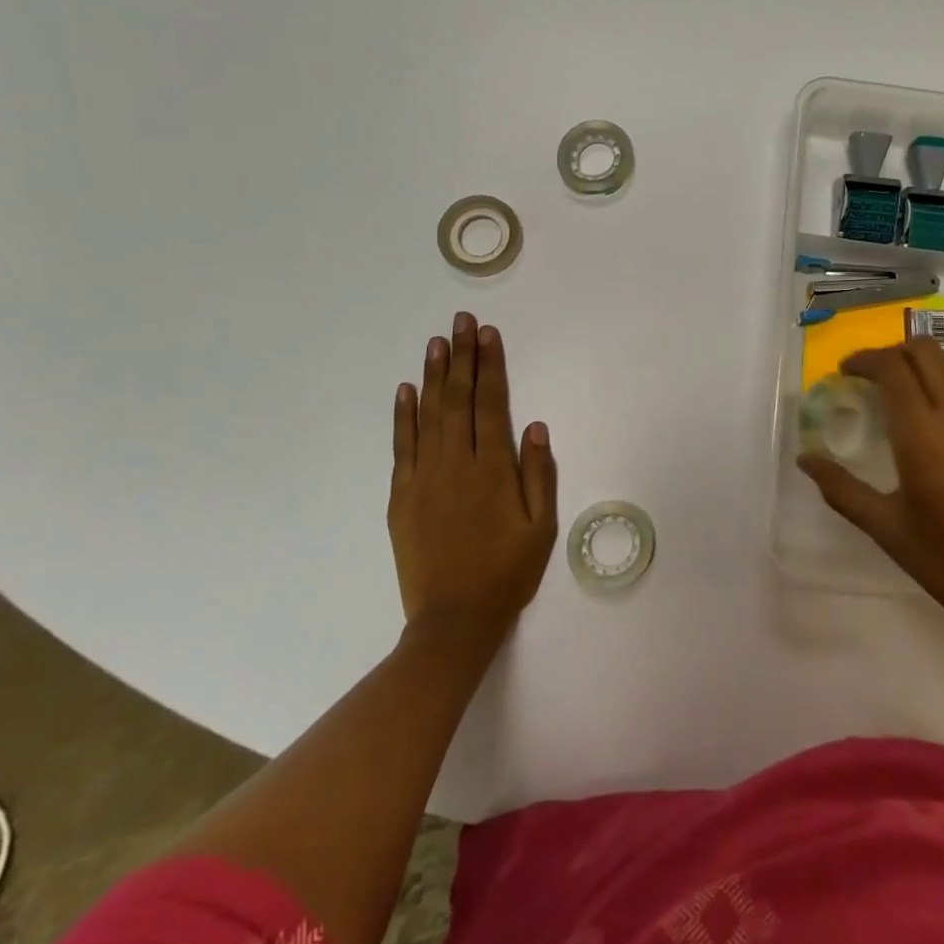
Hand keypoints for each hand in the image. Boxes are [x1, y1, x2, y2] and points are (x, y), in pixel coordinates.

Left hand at [389, 313, 556, 646]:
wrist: (453, 621)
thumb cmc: (507, 572)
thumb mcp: (541, 527)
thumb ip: (539, 474)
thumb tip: (535, 427)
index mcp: (493, 470)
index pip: (490, 404)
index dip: (490, 366)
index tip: (488, 334)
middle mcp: (456, 464)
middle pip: (458, 399)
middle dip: (461, 356)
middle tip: (462, 321)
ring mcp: (424, 478)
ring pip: (428, 415)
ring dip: (433, 375)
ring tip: (437, 342)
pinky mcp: (402, 496)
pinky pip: (402, 446)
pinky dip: (403, 416)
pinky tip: (405, 390)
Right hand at [797, 339, 943, 650]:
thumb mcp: (888, 530)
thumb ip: (842, 489)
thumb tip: (805, 460)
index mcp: (925, 435)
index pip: (892, 367)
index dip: (864, 360)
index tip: (843, 372)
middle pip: (924, 351)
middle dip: (890, 354)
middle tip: (865, 379)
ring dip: (916, 370)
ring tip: (892, 403)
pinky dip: (939, 390)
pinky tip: (927, 429)